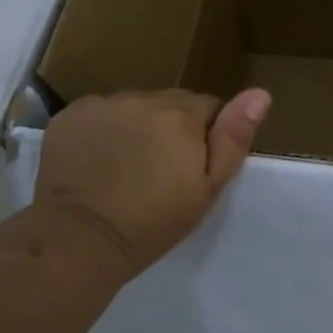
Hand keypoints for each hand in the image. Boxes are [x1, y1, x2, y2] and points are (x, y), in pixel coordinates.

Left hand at [32, 88, 271, 285]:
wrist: (80, 239)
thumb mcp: (207, 189)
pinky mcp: (72, 114)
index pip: (210, 107)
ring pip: (136, 106)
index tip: (193, 167)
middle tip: (161, 169)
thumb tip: (260, 93)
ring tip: (128, 165)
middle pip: (172, 103)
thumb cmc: (153, 222)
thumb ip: (233, 138)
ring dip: (139, 125)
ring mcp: (104, 103)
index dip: (206, 136)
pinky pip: (101, 112)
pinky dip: (104, 128)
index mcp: (183, 115)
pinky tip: (98, 158)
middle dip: (173, 127)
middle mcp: (144, 99)